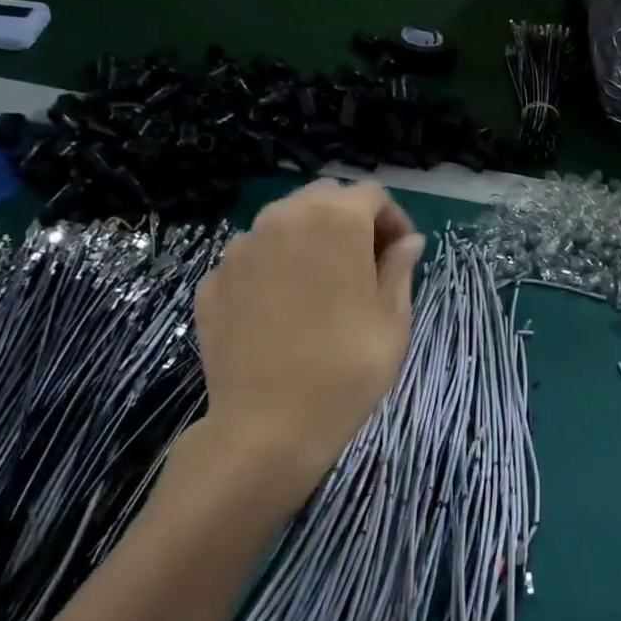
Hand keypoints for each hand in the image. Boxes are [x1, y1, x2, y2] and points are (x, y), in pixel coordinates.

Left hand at [167, 180, 424, 520]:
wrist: (269, 426)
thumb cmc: (348, 367)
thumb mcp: (393, 318)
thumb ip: (400, 267)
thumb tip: (408, 241)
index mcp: (336, 220)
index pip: (372, 194)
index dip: (392, 220)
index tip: (400, 255)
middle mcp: (283, 219)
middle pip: (324, 198)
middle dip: (349, 221)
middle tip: (365, 266)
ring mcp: (240, 249)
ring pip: (283, 223)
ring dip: (309, 240)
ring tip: (321, 288)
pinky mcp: (212, 281)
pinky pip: (252, 258)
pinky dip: (273, 269)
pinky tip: (282, 311)